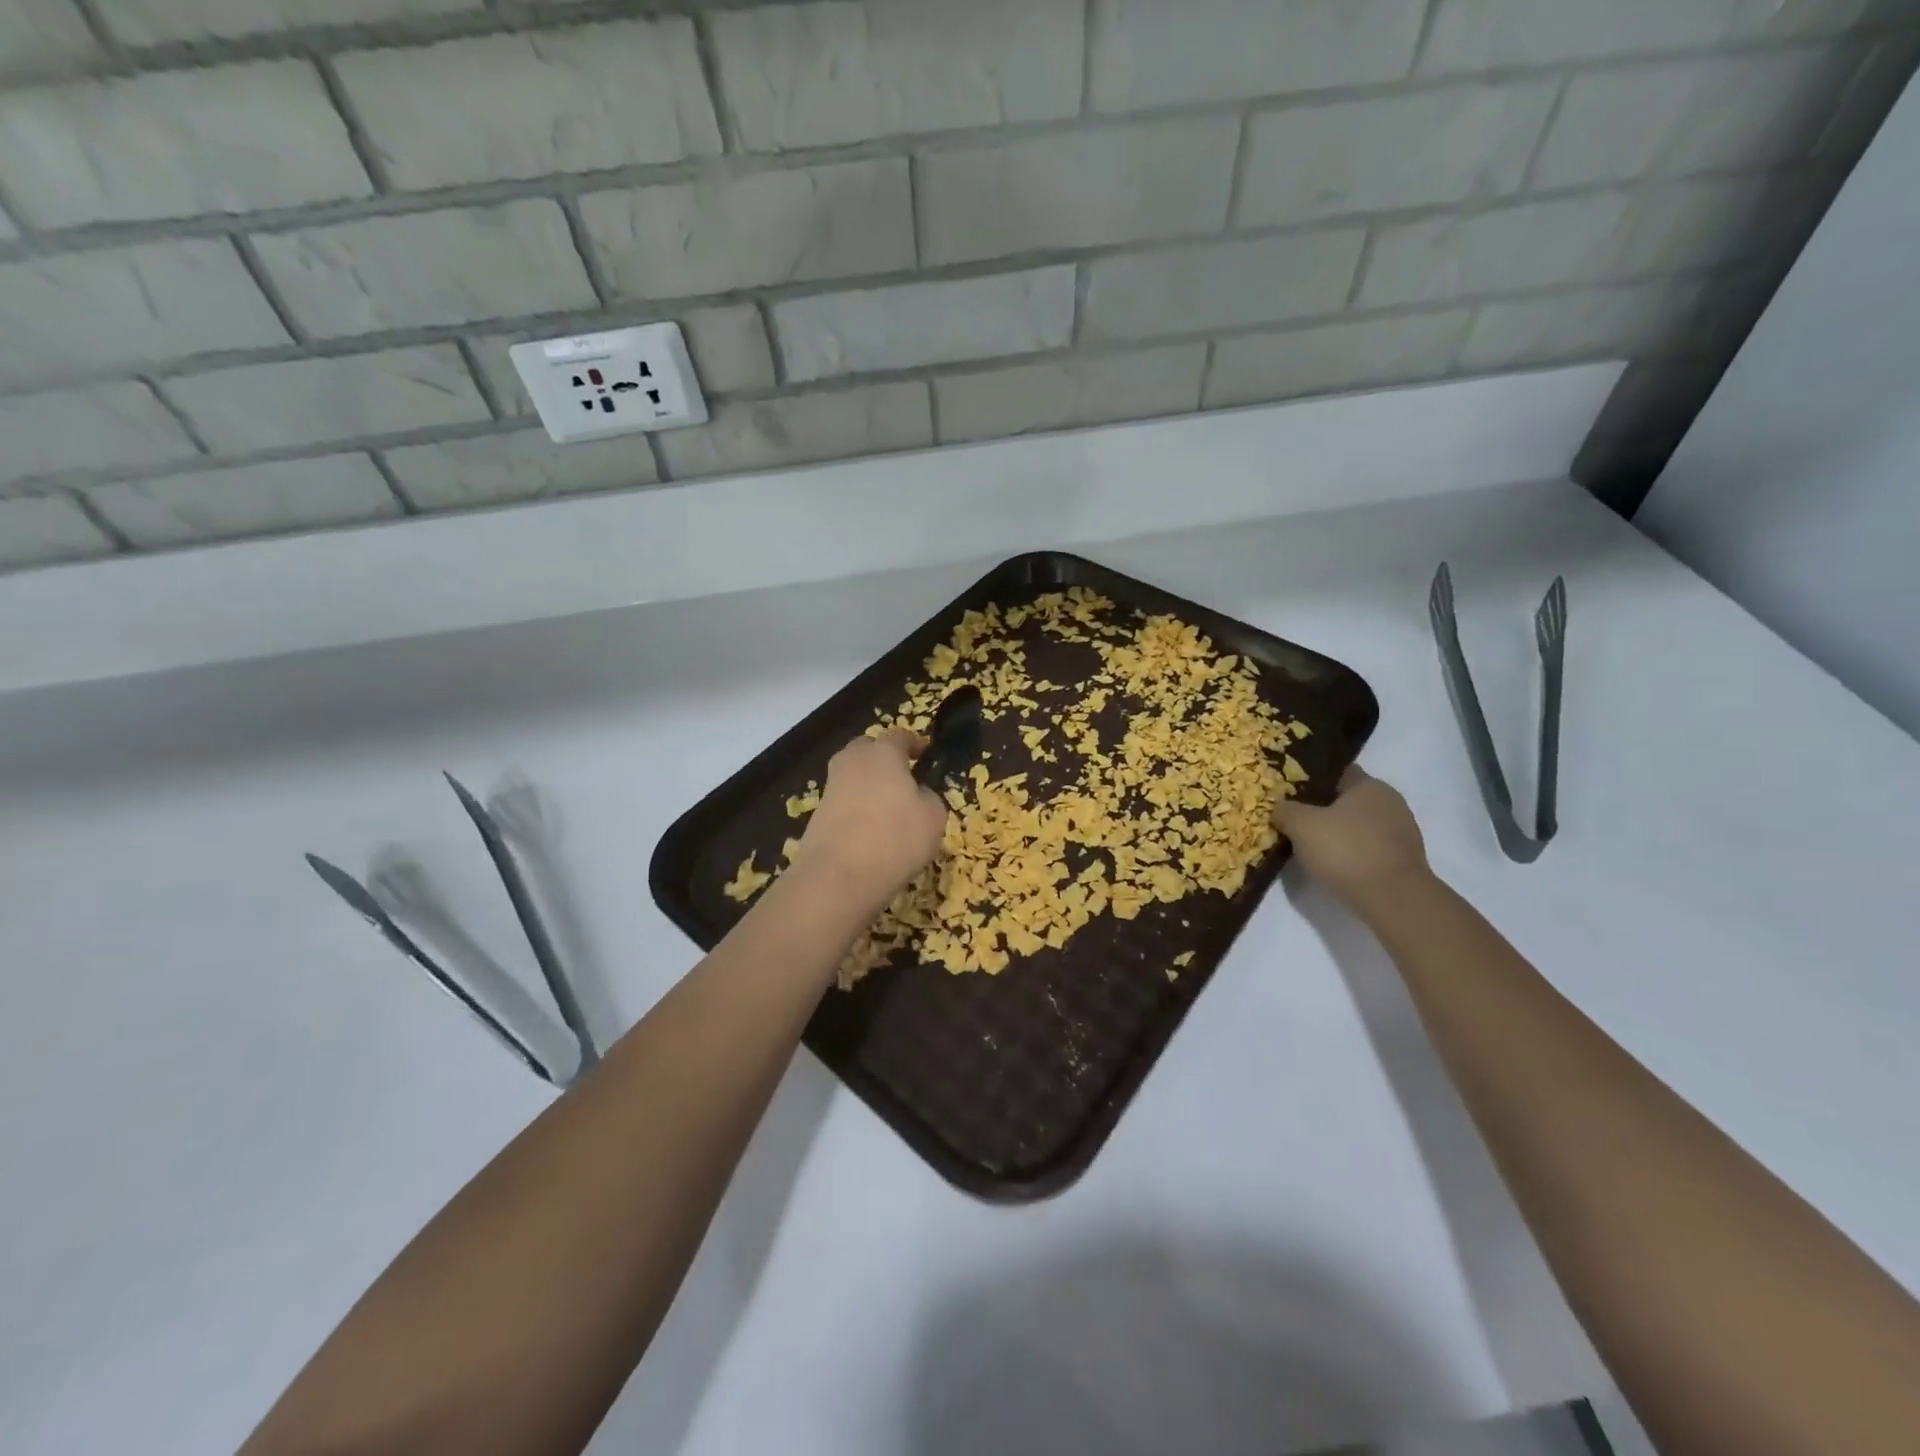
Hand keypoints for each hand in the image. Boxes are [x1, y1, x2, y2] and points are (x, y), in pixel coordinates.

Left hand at [797, 729, 947, 905]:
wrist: (838, 876)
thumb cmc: (896, 838)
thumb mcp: (933, 817)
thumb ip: (929, 797)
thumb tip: (917, 794)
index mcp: (883, 753)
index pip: (900, 736)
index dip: (915, 743)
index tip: (925, 753)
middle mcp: (853, 760)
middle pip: (869, 749)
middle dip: (884, 758)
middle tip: (902, 777)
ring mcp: (831, 786)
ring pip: (853, 775)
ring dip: (868, 784)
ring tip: (887, 808)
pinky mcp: (817, 812)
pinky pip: (844, 800)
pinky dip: (856, 808)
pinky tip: (869, 829)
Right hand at [1271, 764, 1430, 913]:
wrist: (1393, 899)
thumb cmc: (1346, 850)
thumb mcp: (1300, 825)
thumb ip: (1285, 810)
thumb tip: (1280, 808)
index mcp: (1369, 785)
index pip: (1335, 773)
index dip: (1309, 781)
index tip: (1287, 793)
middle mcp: (1390, 802)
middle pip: (1347, 800)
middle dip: (1322, 809)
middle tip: (1294, 821)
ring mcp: (1401, 832)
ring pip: (1358, 826)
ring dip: (1337, 834)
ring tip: (1310, 847)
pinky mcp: (1403, 860)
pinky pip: (1368, 848)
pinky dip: (1351, 854)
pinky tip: (1333, 866)